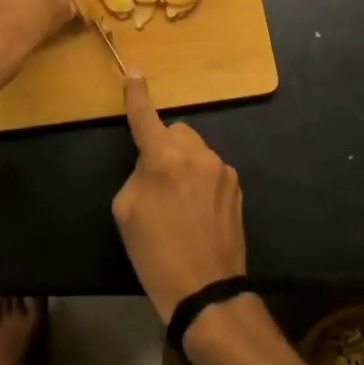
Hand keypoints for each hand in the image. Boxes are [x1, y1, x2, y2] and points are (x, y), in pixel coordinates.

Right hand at [112, 73, 246, 326]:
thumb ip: (137, 174)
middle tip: (156, 183)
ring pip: (195, 151)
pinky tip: (198, 212)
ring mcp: (221, 169)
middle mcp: (196, 155)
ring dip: (184, 164)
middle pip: (175, 133)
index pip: (145, 117)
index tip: (134, 72)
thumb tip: (152, 163)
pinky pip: (211, 170)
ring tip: (179, 204)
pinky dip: (201, 180)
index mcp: (163, 159)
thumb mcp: (126, 212)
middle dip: (164, 147)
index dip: (136, 95)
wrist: (206, 292)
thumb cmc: (156, 255)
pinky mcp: (237, 186)